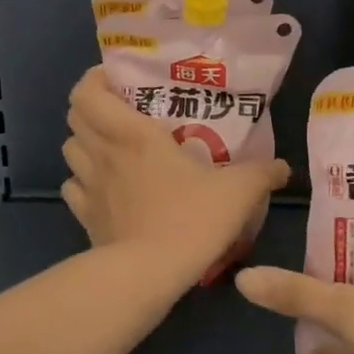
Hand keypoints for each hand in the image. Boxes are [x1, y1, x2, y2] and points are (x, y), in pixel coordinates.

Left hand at [62, 68, 290, 284]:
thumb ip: (262, 174)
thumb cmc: (190, 219)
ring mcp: (89, 187)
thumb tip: (283, 167)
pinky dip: (82, 181)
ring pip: (69, 150)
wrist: (150, 274)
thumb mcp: (238, 192)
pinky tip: (103, 187)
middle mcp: (103, 153)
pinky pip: (72, 188)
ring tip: (111, 147)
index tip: (117, 80)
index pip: (88, 92)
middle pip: (74, 117)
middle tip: (120, 112)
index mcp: (132, 134)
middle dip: (91, 108)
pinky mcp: (85, 218)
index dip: (94, 79)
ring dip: (85, 143)